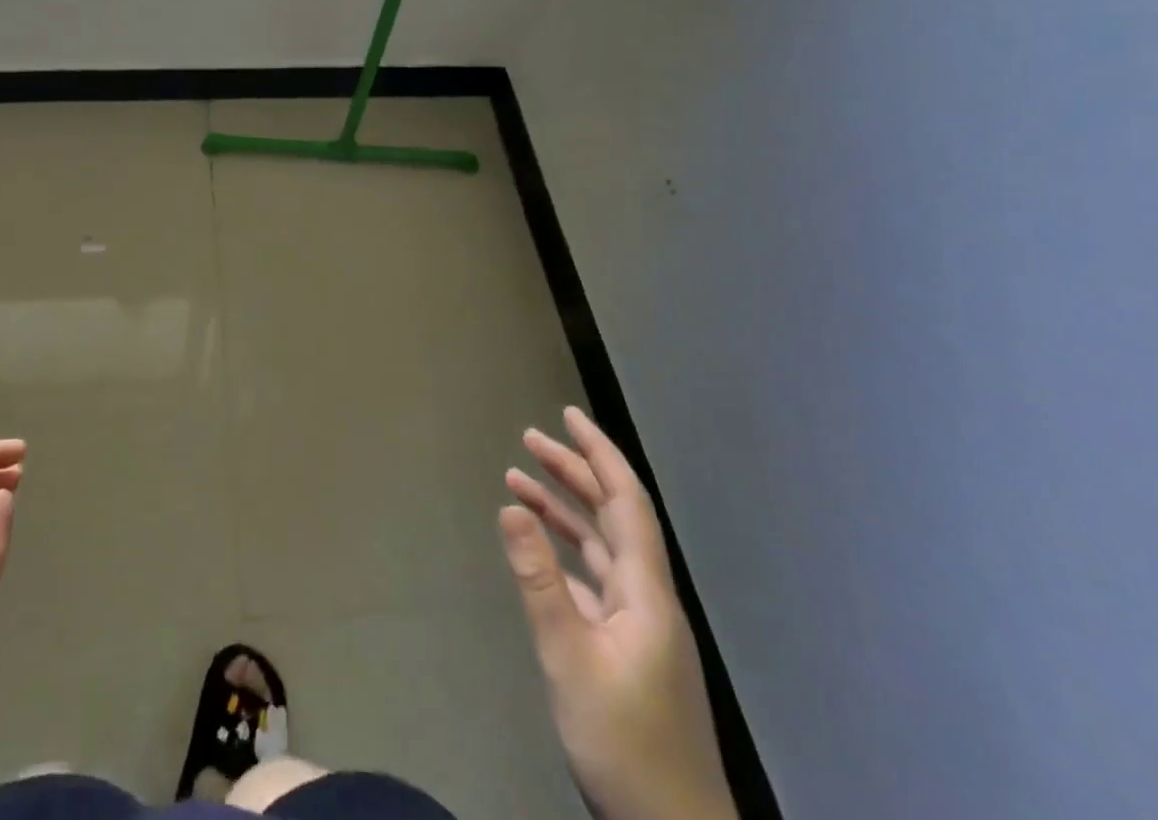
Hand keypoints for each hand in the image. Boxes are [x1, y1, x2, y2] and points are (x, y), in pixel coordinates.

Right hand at [500, 408, 733, 819]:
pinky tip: (539, 545)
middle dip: (574, 471)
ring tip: (519, 479)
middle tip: (531, 438)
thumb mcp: (569, 657)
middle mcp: (647, 596)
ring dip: (564, 508)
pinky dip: (566, 550)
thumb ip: (539, 579)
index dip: (599, 453)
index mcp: (645, 591)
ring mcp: (640, 623)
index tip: (569, 416)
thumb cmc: (624, 741)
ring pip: (601, 545)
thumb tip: (511, 508)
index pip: (626, 501)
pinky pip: (595, 576)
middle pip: (613, 515)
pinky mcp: (627, 646)